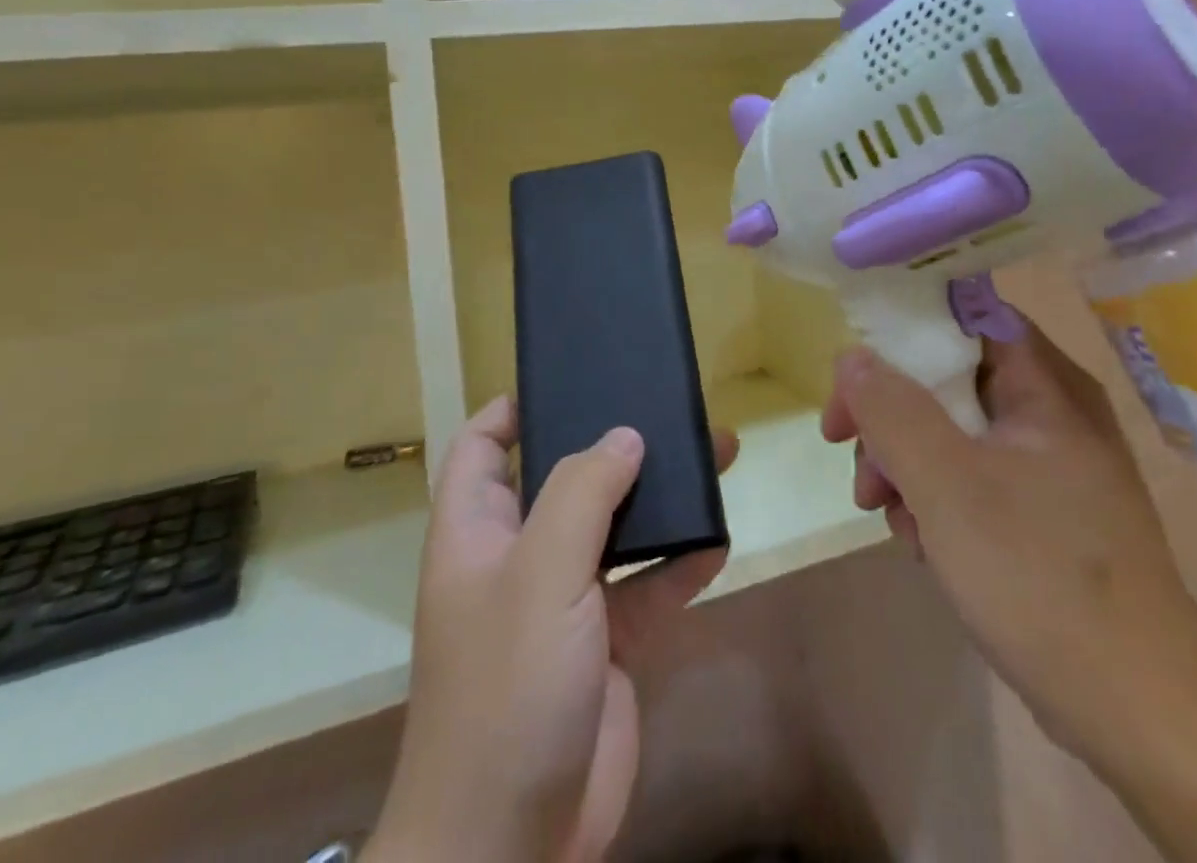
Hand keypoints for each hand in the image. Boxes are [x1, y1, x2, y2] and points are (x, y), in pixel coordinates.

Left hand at [370, 397, 737, 862]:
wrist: (514, 847)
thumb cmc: (507, 688)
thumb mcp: (539, 574)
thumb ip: (581, 493)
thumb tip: (623, 435)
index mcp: (478, 528)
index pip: (482, 446)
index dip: (514, 407)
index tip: (569, 379)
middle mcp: (518, 554)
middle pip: (565, 476)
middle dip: (614, 444)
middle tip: (666, 409)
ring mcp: (563, 601)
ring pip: (616, 527)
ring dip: (660, 497)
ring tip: (713, 454)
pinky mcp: (605, 643)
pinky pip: (647, 586)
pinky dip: (679, 564)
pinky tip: (718, 541)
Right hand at [822, 329, 1196, 862]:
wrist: (1139, 713)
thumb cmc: (1039, 574)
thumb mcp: (947, 483)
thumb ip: (891, 410)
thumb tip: (851, 356)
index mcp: (1046, 385)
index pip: (965, 315)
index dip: (903, 328)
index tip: (855, 364)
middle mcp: (1050, 411)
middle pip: (947, 376)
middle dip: (890, 413)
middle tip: (849, 448)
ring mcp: (1047, 465)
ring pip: (952, 430)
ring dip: (904, 461)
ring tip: (883, 511)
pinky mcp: (1041, 512)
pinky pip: (970, 477)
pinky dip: (934, 497)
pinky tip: (920, 542)